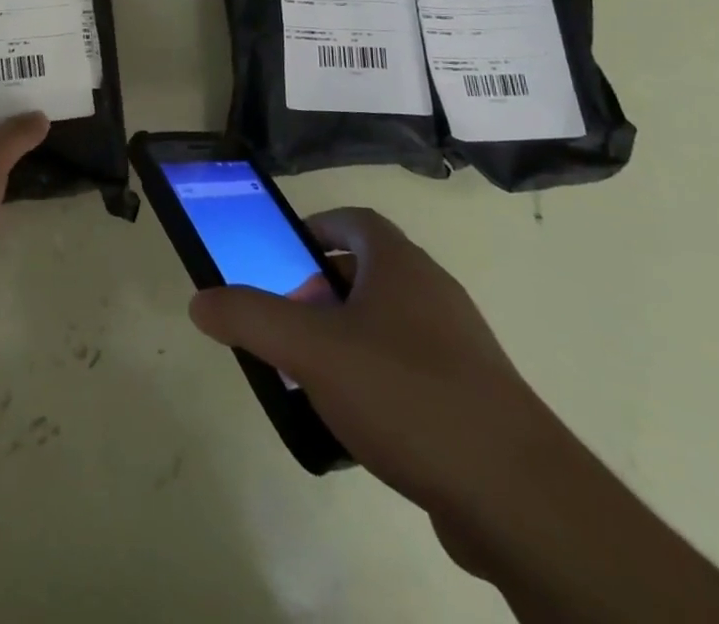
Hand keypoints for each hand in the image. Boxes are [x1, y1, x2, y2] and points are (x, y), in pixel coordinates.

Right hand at [188, 208, 562, 519]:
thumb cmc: (405, 394)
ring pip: (387, 323)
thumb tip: (200, 301)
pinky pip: (411, 368)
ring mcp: (459, 345)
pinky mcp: (473, 397)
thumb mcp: (310, 351)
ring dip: (346, 337)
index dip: (313, 230)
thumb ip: (250, 319)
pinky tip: (358, 423)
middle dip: (320, 291)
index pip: (352, 220)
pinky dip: (376, 379)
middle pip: (367, 270)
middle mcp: (433, 292)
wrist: (518, 498)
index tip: (283, 259)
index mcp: (400, 264)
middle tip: (289, 325)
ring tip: (313, 376)